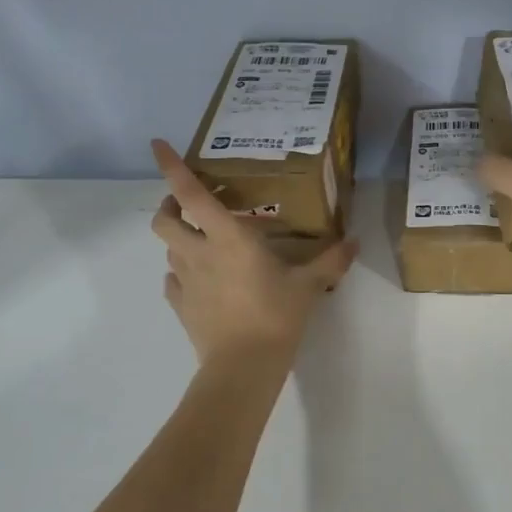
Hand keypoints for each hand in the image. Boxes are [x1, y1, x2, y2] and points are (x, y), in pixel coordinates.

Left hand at [149, 140, 357, 363]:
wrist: (244, 366)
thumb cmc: (276, 315)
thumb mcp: (309, 285)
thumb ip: (331, 261)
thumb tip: (354, 242)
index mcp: (227, 238)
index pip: (191, 194)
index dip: (171, 167)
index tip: (157, 145)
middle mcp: (198, 253)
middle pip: (165, 220)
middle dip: (170, 205)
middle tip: (190, 204)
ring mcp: (185, 282)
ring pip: (168, 249)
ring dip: (180, 239)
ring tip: (205, 243)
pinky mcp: (182, 307)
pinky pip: (173, 282)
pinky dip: (181, 274)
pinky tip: (201, 281)